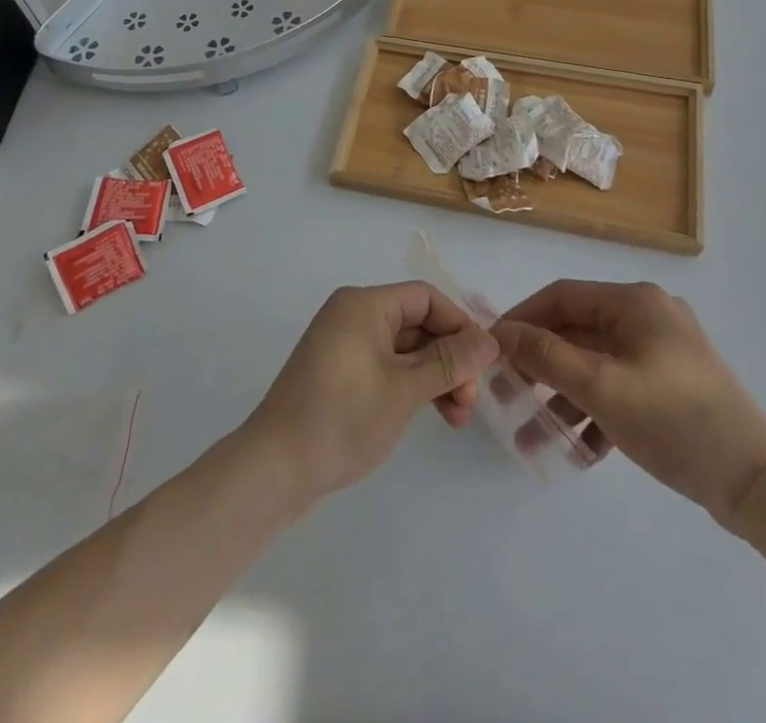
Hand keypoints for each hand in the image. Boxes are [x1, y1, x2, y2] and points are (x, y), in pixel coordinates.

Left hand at [243, 282, 499, 506]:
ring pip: (405, 349)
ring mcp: (345, 344)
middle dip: (450, 359)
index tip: (485, 363)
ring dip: (435, 377)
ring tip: (457, 418)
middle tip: (470, 402)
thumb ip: (449, 362)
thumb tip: (490, 340)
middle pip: (417, 323)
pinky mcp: (341, 373)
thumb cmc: (342, 418)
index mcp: (364, 305)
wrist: (275, 468)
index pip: (425, 298)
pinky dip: (412, 386)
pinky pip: (388, 366)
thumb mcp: (404, 390)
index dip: (459, 325)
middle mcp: (353, 315)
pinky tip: (431, 414)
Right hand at [493, 281, 765, 528]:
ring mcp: (664, 351)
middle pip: (578, 331)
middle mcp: (648, 316)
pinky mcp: (673, 385)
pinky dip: (596, 411)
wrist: (757, 484)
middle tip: (506, 393)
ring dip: (564, 395)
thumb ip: (547, 356)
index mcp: (634, 302)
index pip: (562, 296)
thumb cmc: (674, 421)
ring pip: (597, 364)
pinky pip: (620, 386)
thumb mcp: (602, 387)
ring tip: (532, 433)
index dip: (523, 318)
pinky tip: (577, 448)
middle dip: (540, 364)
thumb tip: (500, 332)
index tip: (492, 348)